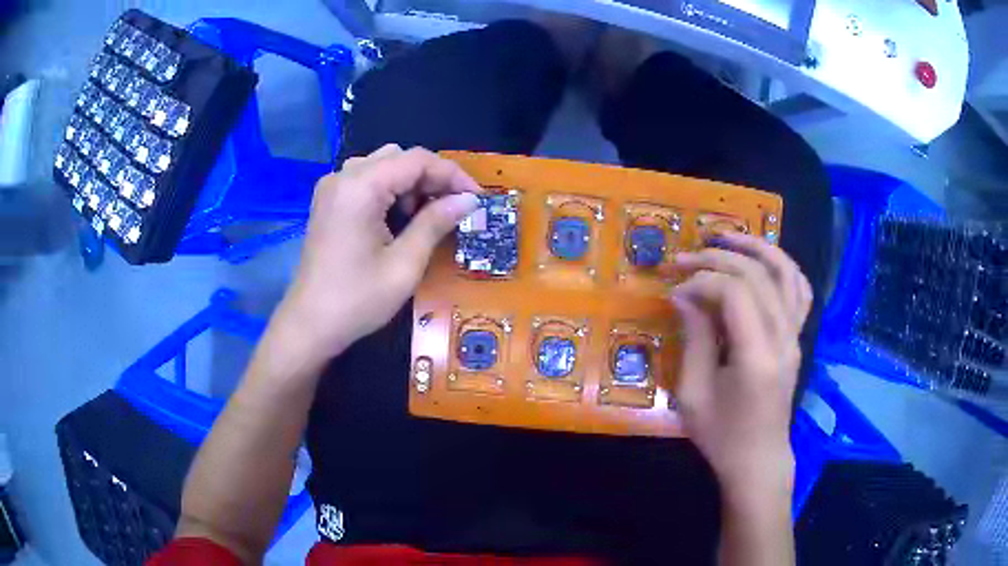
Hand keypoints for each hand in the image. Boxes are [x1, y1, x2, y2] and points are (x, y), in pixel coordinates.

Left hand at [271, 145, 480, 365]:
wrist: (310, 325)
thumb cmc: (357, 300)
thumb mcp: (405, 264)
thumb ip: (436, 223)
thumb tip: (469, 200)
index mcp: (360, 187)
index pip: (417, 160)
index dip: (452, 175)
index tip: (477, 199)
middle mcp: (343, 176)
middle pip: (399, 158)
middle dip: (431, 179)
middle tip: (452, 210)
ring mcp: (332, 188)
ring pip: (383, 166)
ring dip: (410, 185)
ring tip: (425, 218)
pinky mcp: (328, 202)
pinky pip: (366, 180)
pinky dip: (389, 192)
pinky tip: (398, 220)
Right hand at [670, 232, 812, 495]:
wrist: (759, 460)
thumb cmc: (722, 436)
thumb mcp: (693, 394)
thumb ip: (694, 339)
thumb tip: (684, 296)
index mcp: (756, 356)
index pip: (734, 293)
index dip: (701, 281)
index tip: (674, 290)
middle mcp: (783, 338)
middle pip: (757, 276)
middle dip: (718, 259)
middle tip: (685, 259)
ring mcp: (796, 336)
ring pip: (787, 273)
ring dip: (757, 248)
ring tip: (726, 238)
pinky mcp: (797, 339)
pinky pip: (800, 290)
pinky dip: (783, 267)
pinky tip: (763, 261)